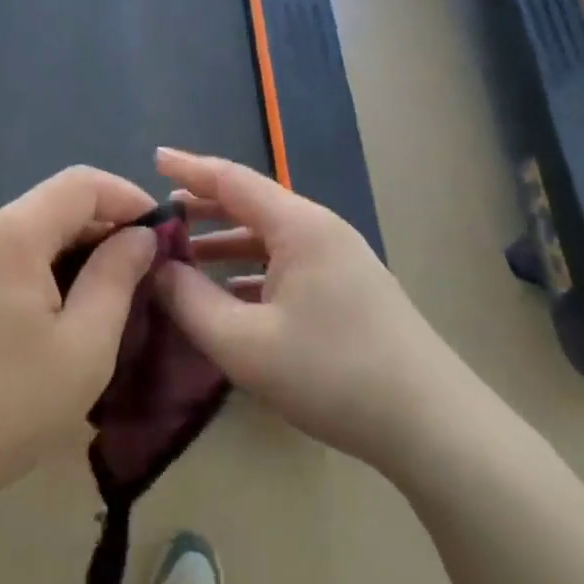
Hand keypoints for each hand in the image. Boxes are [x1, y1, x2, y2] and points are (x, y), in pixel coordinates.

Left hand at [0, 166, 160, 512]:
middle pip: (56, 203)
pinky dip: (50, 266)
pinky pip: (13, 254)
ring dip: (80, 249)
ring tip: (117, 291)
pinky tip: (69, 306)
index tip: (165, 234)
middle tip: (148, 269)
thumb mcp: (84, 346)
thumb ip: (117, 278)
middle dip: (108, 226)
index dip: (129, 198)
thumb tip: (141, 236)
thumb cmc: (8, 406)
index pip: (81, 183)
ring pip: (36, 229)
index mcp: (11, 235)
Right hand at [152, 147, 446, 473]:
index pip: (232, 180)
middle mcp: (321, 231)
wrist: (431, 425)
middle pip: (251, 204)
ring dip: (225, 241)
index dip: (189, 168)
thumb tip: (155, 267)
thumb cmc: (332, 374)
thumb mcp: (243, 343)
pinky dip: (250, 270)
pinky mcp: (348, 290)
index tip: (152, 158)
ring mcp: (339, 260)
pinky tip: (228, 295)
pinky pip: (286, 264)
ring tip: (183, 254)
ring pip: (269, 237)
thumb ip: (188, 301)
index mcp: (299, 227)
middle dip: (203, 206)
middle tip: (158, 215)